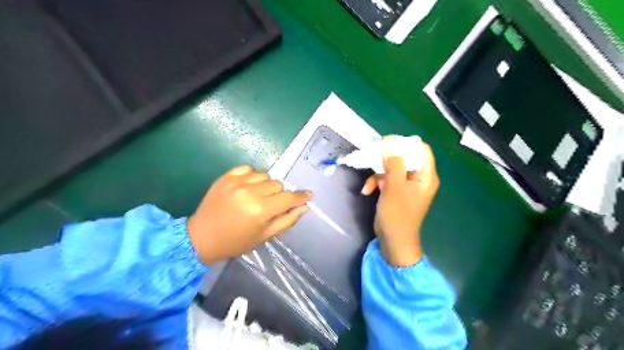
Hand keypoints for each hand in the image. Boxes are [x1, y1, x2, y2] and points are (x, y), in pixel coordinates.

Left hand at [185, 165, 311, 263]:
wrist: (201, 237)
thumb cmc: (236, 241)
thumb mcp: (264, 236)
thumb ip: (287, 220)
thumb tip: (303, 207)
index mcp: (260, 210)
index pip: (288, 198)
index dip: (300, 196)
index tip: (308, 195)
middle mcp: (250, 192)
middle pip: (277, 184)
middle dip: (279, 195)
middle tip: (270, 205)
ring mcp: (236, 182)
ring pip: (265, 175)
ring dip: (266, 185)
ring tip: (257, 196)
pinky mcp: (225, 176)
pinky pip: (248, 168)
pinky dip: (252, 176)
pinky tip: (247, 187)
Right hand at [358, 138, 439, 265]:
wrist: (393, 241)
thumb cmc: (397, 215)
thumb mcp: (394, 188)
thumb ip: (394, 165)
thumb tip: (392, 144)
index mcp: (426, 176)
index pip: (422, 150)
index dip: (406, 144)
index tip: (387, 142)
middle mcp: (419, 178)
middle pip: (405, 158)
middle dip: (386, 159)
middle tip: (372, 156)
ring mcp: (407, 185)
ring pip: (393, 169)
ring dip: (378, 174)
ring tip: (368, 184)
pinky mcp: (397, 192)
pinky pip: (388, 180)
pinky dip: (376, 183)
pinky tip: (366, 191)